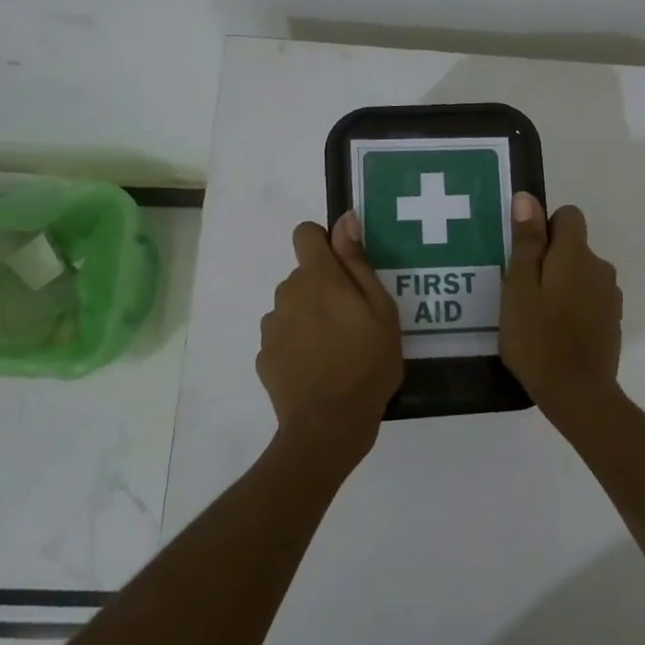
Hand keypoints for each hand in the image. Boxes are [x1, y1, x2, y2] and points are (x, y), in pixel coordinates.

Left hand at [258, 213, 402, 472]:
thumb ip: (358, 262)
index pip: (305, 234)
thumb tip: (345, 220)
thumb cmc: (367, 363)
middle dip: (324, 288)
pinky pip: (283, 337)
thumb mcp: (380, 310)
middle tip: (353, 321)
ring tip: (336, 350)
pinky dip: (298, 345)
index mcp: (318, 277)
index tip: (345, 269)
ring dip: (310, 317)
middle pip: (303, 275)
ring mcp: (271, 326)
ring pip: (292, 307)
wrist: (329, 424)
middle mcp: (287, 293)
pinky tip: (318, 369)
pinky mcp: (264, 356)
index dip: (324, 243)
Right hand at [499, 193, 622, 414]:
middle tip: (522, 292)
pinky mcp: (612, 320)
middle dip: (550, 260)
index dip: (544, 228)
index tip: (525, 256)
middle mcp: (600, 267)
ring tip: (537, 315)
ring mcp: (610, 295)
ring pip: (582, 274)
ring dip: (563, 284)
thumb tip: (528, 198)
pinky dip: (574, 306)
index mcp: (576, 254)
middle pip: (574, 246)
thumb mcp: (519, 287)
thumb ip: (527, 242)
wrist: (577, 392)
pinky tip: (556, 332)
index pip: (568, 216)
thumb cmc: (537, 337)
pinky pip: (590, 298)